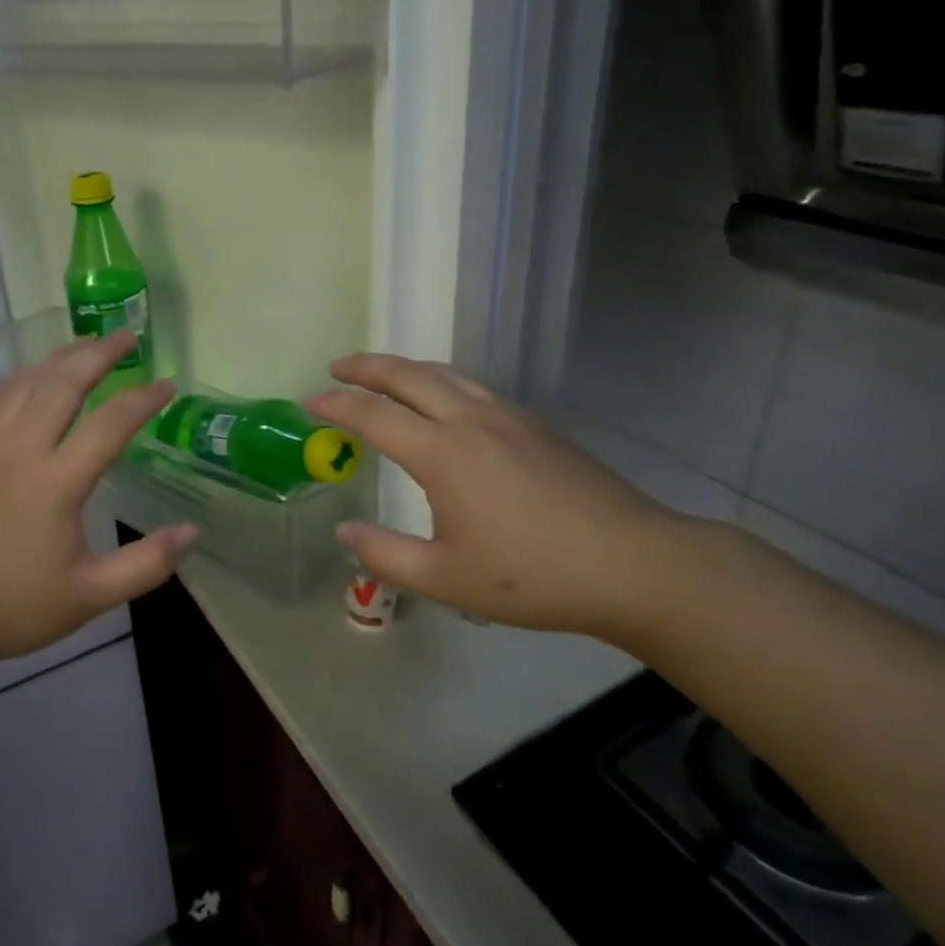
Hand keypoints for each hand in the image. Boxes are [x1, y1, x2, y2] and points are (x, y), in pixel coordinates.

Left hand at [0, 331, 196, 676]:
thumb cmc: (13, 605)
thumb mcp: (90, 596)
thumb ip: (146, 564)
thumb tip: (192, 530)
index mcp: (57, 482)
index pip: (111, 422)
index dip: (144, 399)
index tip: (166, 386)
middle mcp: (21, 448)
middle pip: (65, 382)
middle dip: (100, 353)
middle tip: (126, 337)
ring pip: (26, 382)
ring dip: (59, 358)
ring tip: (85, 344)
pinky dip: (13, 379)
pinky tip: (27, 375)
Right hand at [302, 354, 692, 640]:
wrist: (634, 563)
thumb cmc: (533, 576)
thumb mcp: (447, 579)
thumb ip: (386, 555)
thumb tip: (344, 533)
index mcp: (443, 453)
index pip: (374, 415)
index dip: (337, 405)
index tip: (310, 402)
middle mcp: (471, 421)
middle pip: (409, 375)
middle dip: (367, 366)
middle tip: (338, 367)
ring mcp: (508, 417)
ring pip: (446, 374)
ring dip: (406, 368)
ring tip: (384, 376)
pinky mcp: (536, 425)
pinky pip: (474, 387)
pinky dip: (441, 381)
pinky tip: (445, 402)